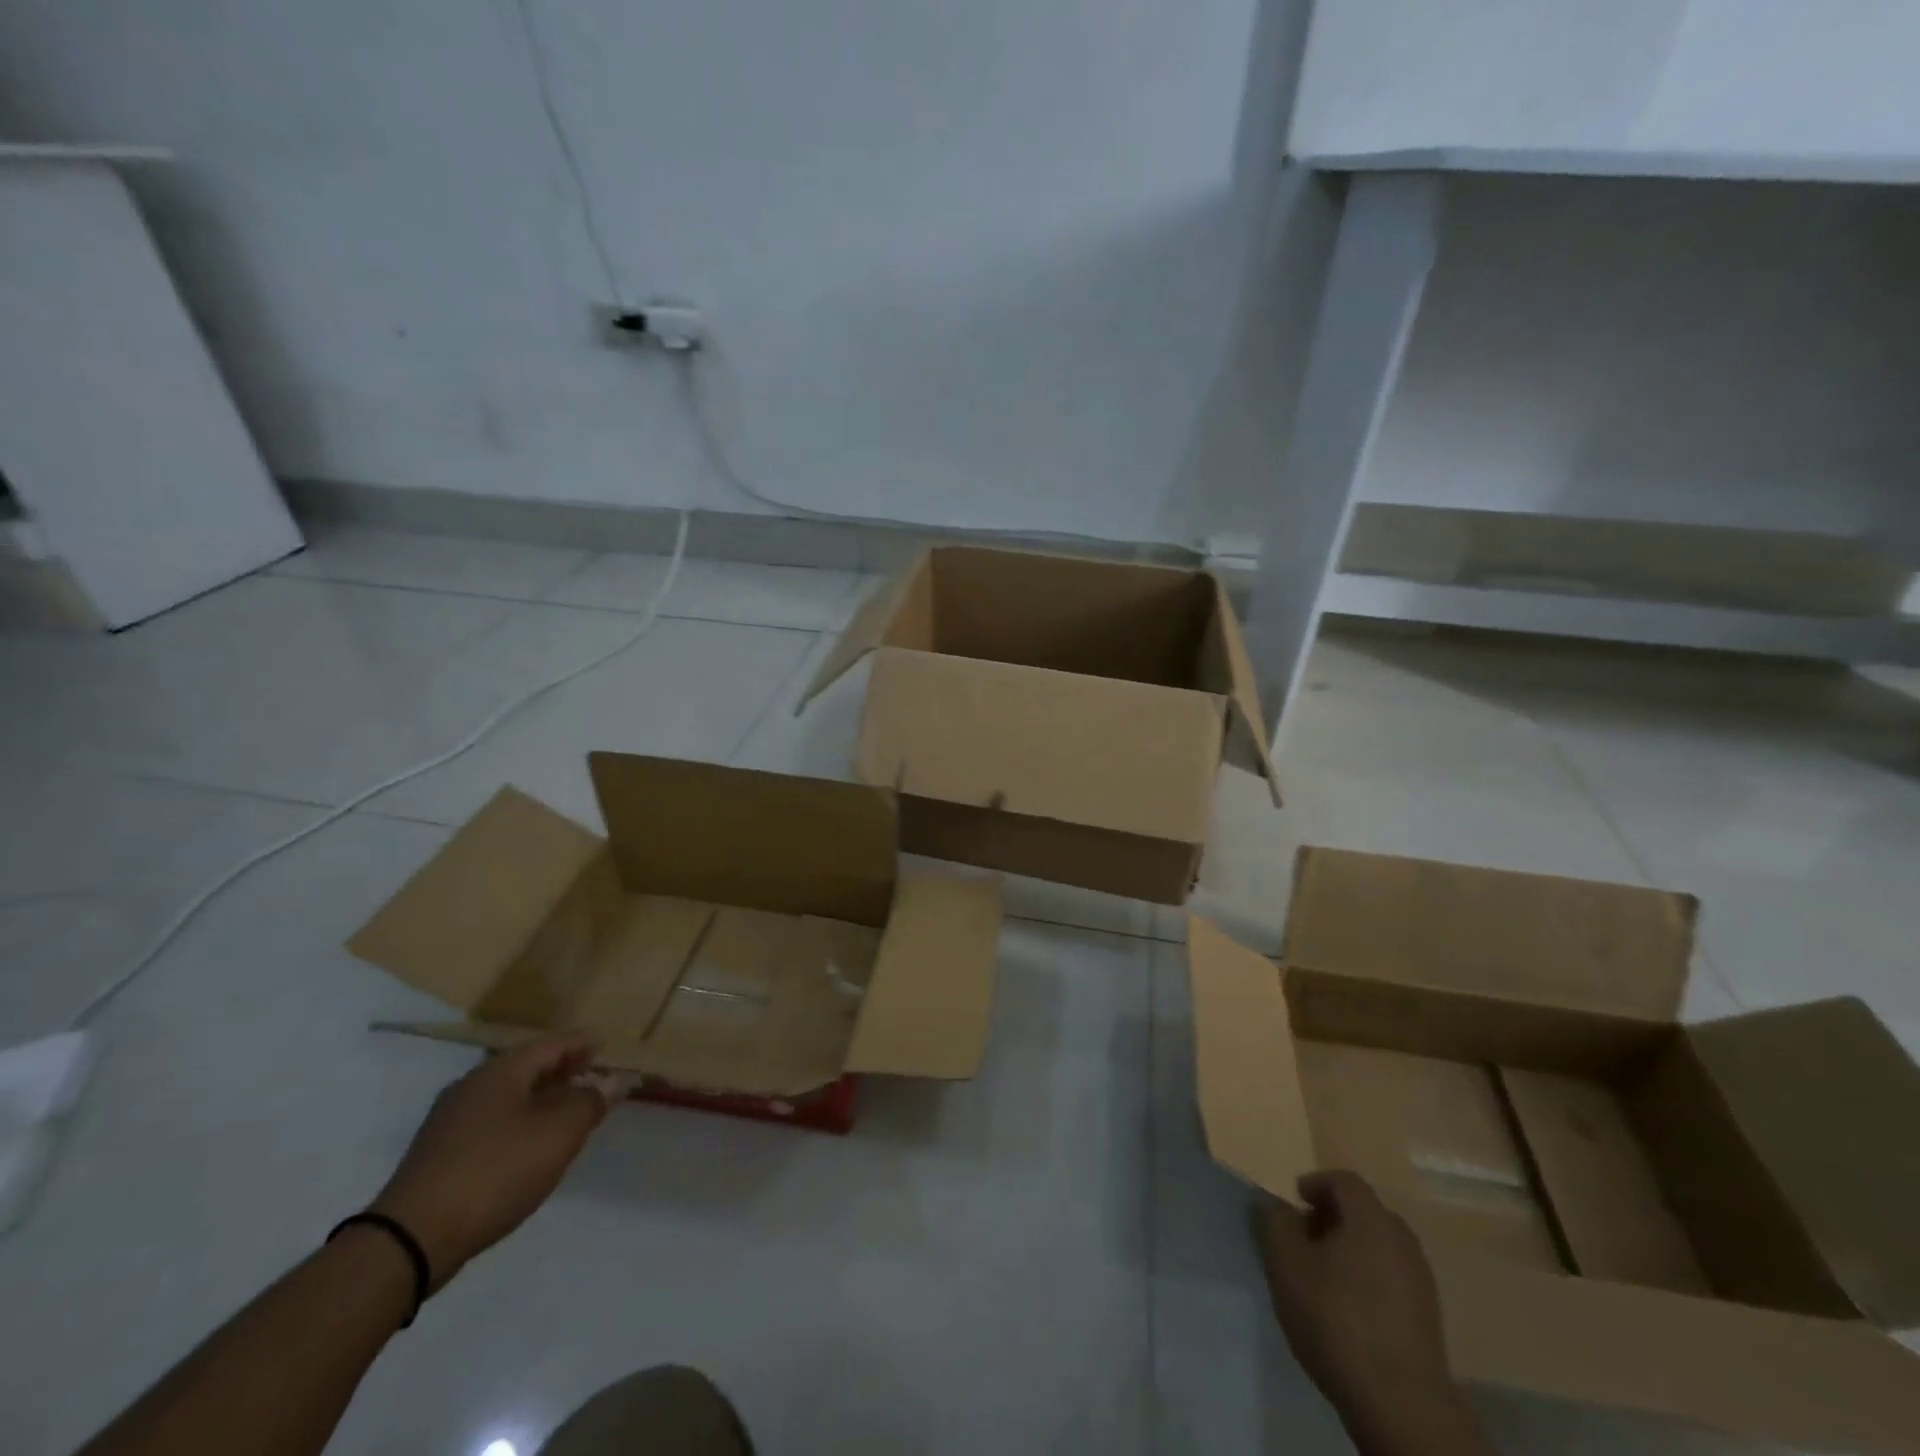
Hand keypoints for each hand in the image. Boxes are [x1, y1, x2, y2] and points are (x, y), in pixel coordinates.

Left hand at [371, 1033, 614, 1288]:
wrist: (410, 1240)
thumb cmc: (495, 1172)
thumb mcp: (558, 1135)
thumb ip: (590, 1102)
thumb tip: (613, 1080)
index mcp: (501, 1072)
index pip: (552, 1044)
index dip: (582, 1043)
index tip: (606, 1046)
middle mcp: (472, 1086)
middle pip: (528, 1067)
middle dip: (562, 1070)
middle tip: (592, 1076)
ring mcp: (450, 1121)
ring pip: (508, 1096)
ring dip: (541, 1099)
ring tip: (568, 1111)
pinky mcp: (438, 1154)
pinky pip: (491, 1122)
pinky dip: (519, 1122)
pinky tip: (530, 1144)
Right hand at [1256, 1171, 1481, 1452]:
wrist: (1401, 1405)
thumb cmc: (1336, 1320)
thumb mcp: (1285, 1264)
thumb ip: (1274, 1223)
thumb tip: (1277, 1207)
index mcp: (1371, 1219)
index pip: (1344, 1181)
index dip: (1316, 1183)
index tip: (1294, 1200)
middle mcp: (1402, 1240)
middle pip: (1364, 1212)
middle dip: (1332, 1217)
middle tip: (1304, 1237)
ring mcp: (1421, 1281)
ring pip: (1379, 1246)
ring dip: (1350, 1249)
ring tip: (1322, 1276)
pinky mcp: (1428, 1318)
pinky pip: (1392, 1277)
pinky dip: (1367, 1278)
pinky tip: (1348, 1308)